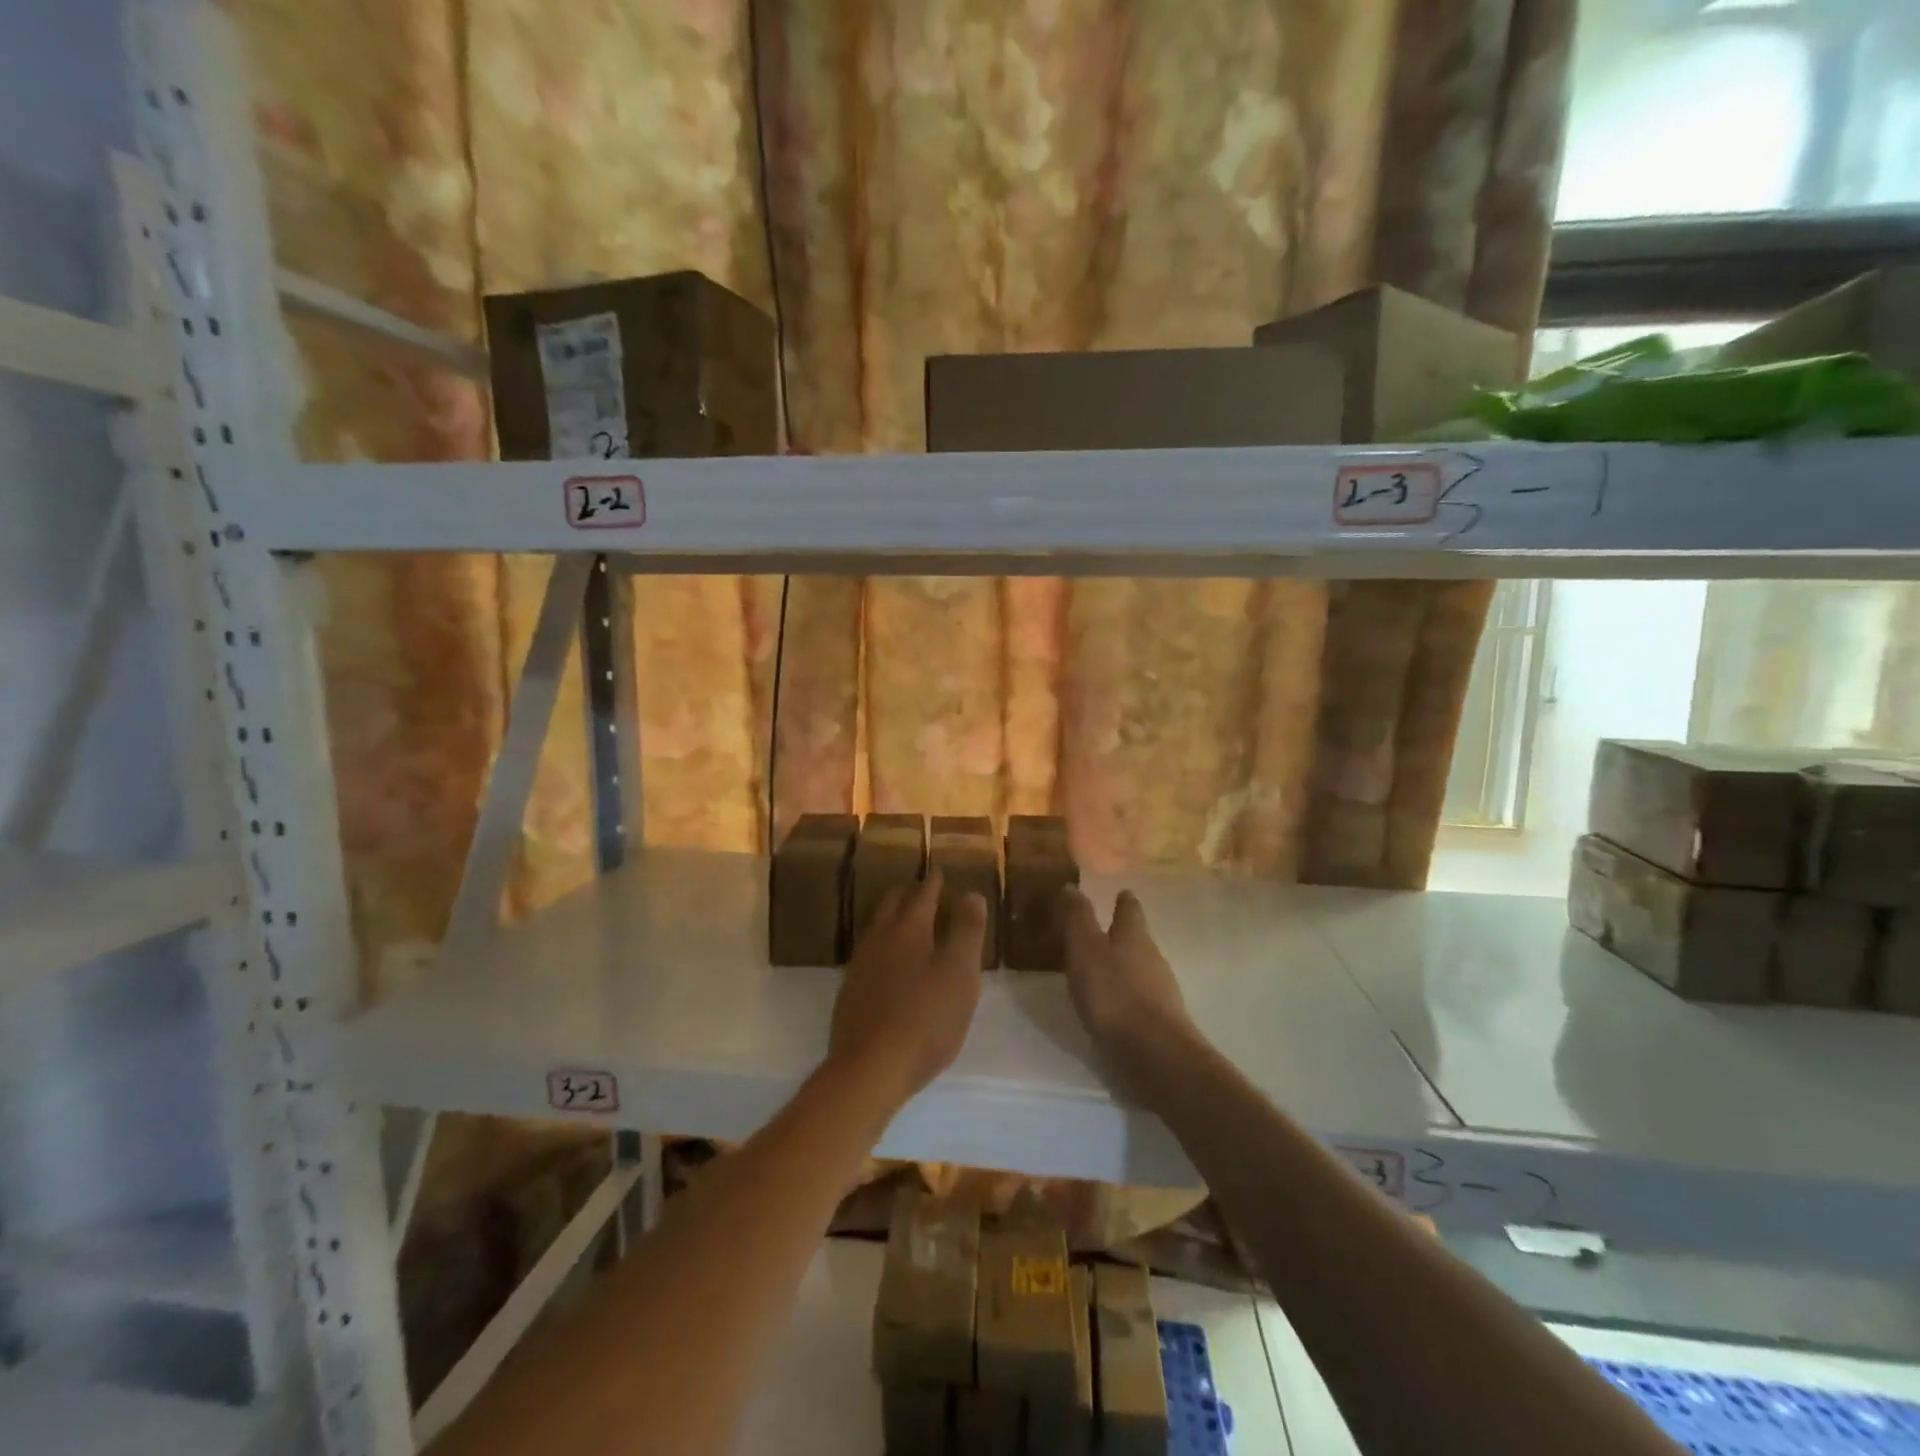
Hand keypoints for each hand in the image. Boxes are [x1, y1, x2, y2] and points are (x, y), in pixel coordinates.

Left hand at [827, 869, 986, 1110]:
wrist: (869, 1069)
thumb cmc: (925, 1019)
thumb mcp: (959, 975)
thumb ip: (966, 932)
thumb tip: (970, 893)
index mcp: (908, 929)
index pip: (922, 894)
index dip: (934, 882)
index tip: (940, 871)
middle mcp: (879, 938)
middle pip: (893, 904)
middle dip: (909, 892)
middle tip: (922, 888)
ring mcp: (860, 965)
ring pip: (878, 928)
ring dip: (893, 917)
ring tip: (907, 920)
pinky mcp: (850, 991)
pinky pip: (869, 953)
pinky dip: (884, 945)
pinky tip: (888, 962)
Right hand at [1062, 887, 1196, 1097]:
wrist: (1155, 1056)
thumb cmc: (1114, 994)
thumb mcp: (1086, 950)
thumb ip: (1078, 918)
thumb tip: (1072, 886)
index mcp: (1134, 936)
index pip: (1130, 910)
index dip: (1124, 901)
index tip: (1121, 892)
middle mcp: (1152, 958)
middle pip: (1138, 939)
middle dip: (1123, 934)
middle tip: (1103, 931)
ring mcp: (1161, 992)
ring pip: (1141, 969)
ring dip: (1124, 967)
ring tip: (1103, 969)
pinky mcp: (1161, 1023)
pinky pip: (1141, 999)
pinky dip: (1127, 996)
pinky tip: (1113, 1007)